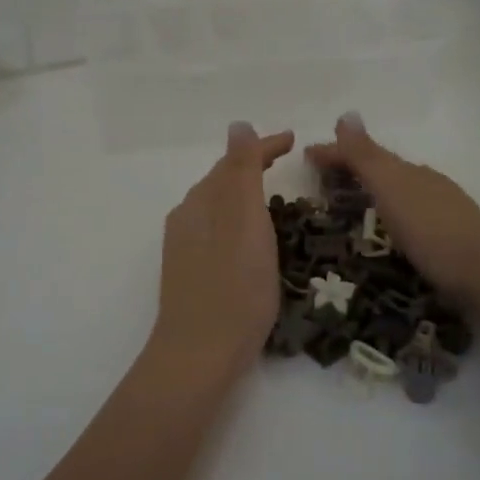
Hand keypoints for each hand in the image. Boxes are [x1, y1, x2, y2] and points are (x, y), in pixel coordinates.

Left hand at [150, 122, 295, 381]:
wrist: (200, 355)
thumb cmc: (233, 286)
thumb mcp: (244, 221)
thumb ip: (242, 172)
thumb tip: (238, 124)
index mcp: (200, 202)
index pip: (233, 162)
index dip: (263, 147)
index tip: (294, 140)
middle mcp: (187, 219)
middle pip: (222, 182)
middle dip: (252, 167)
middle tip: (286, 163)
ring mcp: (185, 249)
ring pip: (218, 208)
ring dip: (244, 195)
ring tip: (273, 196)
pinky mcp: (191, 274)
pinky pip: (217, 232)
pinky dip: (238, 222)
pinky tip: (251, 239)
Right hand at [304, 112, 479, 314]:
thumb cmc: (431, 230)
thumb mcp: (392, 189)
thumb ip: (367, 156)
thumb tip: (346, 114)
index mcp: (411, 171)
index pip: (366, 155)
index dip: (336, 153)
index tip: (306, 156)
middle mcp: (428, 183)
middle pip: (385, 170)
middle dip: (354, 170)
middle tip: (324, 181)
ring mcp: (443, 210)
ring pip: (401, 190)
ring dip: (375, 190)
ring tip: (353, 202)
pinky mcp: (451, 236)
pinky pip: (412, 212)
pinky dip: (393, 211)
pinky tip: (393, 227)